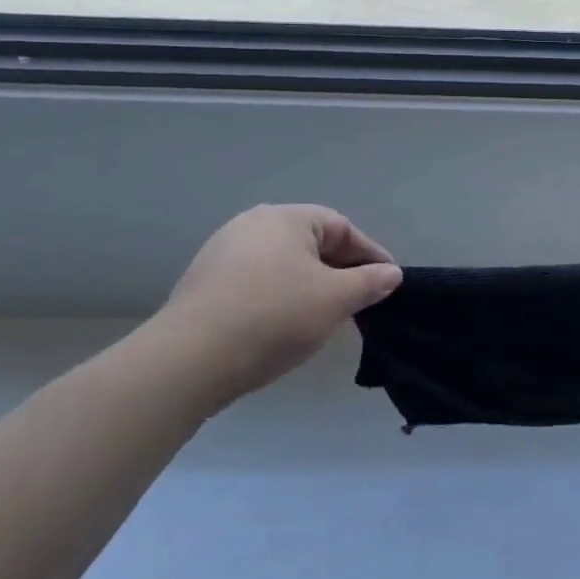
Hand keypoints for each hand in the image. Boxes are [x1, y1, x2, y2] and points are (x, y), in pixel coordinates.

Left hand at [146, 204, 401, 407]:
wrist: (188, 361)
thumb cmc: (274, 317)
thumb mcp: (335, 300)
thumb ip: (369, 283)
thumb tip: (391, 273)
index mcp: (285, 218)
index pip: (342, 227)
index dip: (370, 255)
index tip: (388, 282)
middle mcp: (252, 225)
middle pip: (311, 243)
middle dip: (341, 270)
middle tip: (361, 300)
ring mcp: (222, 253)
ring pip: (284, 264)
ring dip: (311, 285)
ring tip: (326, 316)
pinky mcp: (204, 284)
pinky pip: (257, 281)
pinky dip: (280, 296)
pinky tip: (285, 324)